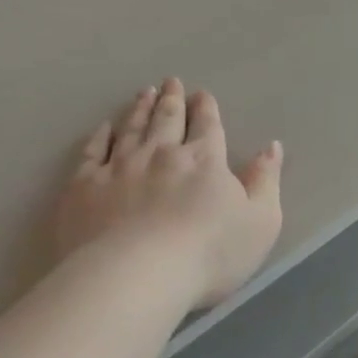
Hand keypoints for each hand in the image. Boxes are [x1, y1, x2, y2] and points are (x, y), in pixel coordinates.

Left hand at [55, 79, 283, 310]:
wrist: (137, 275)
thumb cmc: (209, 254)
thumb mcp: (260, 222)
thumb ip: (266, 182)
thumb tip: (272, 147)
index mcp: (204, 160)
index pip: (207, 126)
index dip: (206, 108)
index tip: (202, 94)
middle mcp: (161, 154)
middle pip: (167, 119)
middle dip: (172, 99)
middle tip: (170, 82)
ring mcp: (119, 167)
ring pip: (131, 128)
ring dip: (139, 108)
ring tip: (144, 93)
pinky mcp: (85, 186)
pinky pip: (92, 151)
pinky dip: (100, 136)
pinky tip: (104, 127)